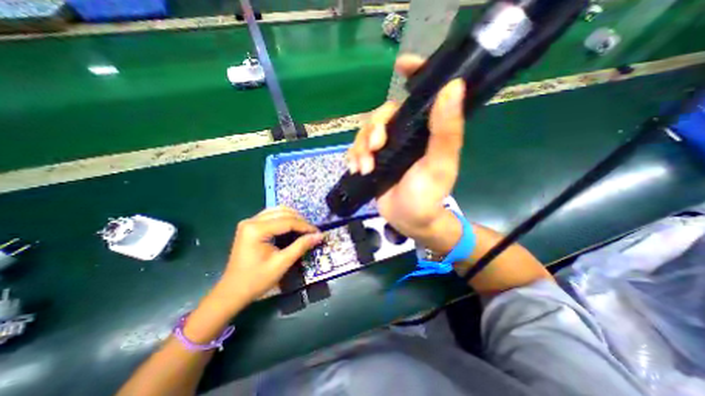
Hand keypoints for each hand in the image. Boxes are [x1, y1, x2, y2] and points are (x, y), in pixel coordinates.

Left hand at [217, 208, 321, 305]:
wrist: (232, 292)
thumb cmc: (256, 280)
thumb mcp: (282, 263)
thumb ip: (301, 246)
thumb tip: (319, 235)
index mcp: (256, 229)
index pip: (287, 221)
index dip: (305, 226)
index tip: (318, 232)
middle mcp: (251, 221)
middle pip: (283, 212)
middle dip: (300, 220)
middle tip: (312, 232)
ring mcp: (249, 222)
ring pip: (277, 211)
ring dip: (293, 217)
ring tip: (304, 228)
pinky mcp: (250, 226)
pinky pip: (271, 215)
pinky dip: (284, 218)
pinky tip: (292, 226)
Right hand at [347, 54, 466, 249]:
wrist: (409, 220)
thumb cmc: (428, 195)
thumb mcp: (439, 164)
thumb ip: (446, 131)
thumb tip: (453, 86)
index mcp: (424, 131)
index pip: (420, 96)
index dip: (414, 74)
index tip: (401, 64)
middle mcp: (405, 135)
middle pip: (382, 115)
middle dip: (373, 129)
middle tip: (375, 149)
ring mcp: (386, 148)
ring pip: (366, 133)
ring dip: (361, 147)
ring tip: (364, 167)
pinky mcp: (373, 161)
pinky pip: (357, 149)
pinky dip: (354, 156)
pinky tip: (356, 168)